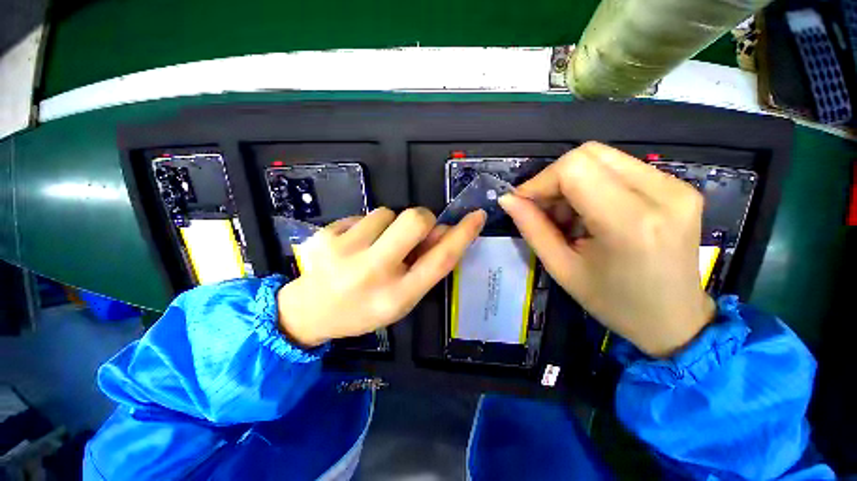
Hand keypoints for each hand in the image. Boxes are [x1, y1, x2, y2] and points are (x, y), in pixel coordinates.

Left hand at [277, 207, 485, 346]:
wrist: (311, 311)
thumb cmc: (365, 307)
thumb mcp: (403, 297)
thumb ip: (426, 265)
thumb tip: (444, 231)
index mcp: (397, 296)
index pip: (440, 260)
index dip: (462, 236)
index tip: (476, 216)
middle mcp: (372, 272)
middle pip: (414, 220)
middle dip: (423, 218)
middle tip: (414, 230)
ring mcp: (344, 251)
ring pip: (386, 212)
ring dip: (389, 225)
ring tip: (374, 246)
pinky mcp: (324, 235)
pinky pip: (362, 215)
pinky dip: (366, 227)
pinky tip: (353, 246)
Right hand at [499, 142, 714, 357]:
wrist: (675, 319)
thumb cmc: (613, 302)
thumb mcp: (562, 269)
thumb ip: (532, 229)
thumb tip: (507, 199)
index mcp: (630, 222)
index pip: (574, 169)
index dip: (540, 181)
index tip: (524, 203)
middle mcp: (662, 194)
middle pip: (589, 154)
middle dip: (555, 178)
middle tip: (544, 208)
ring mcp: (676, 187)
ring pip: (604, 157)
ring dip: (573, 181)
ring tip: (568, 215)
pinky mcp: (679, 187)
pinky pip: (622, 168)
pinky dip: (594, 183)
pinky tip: (590, 212)